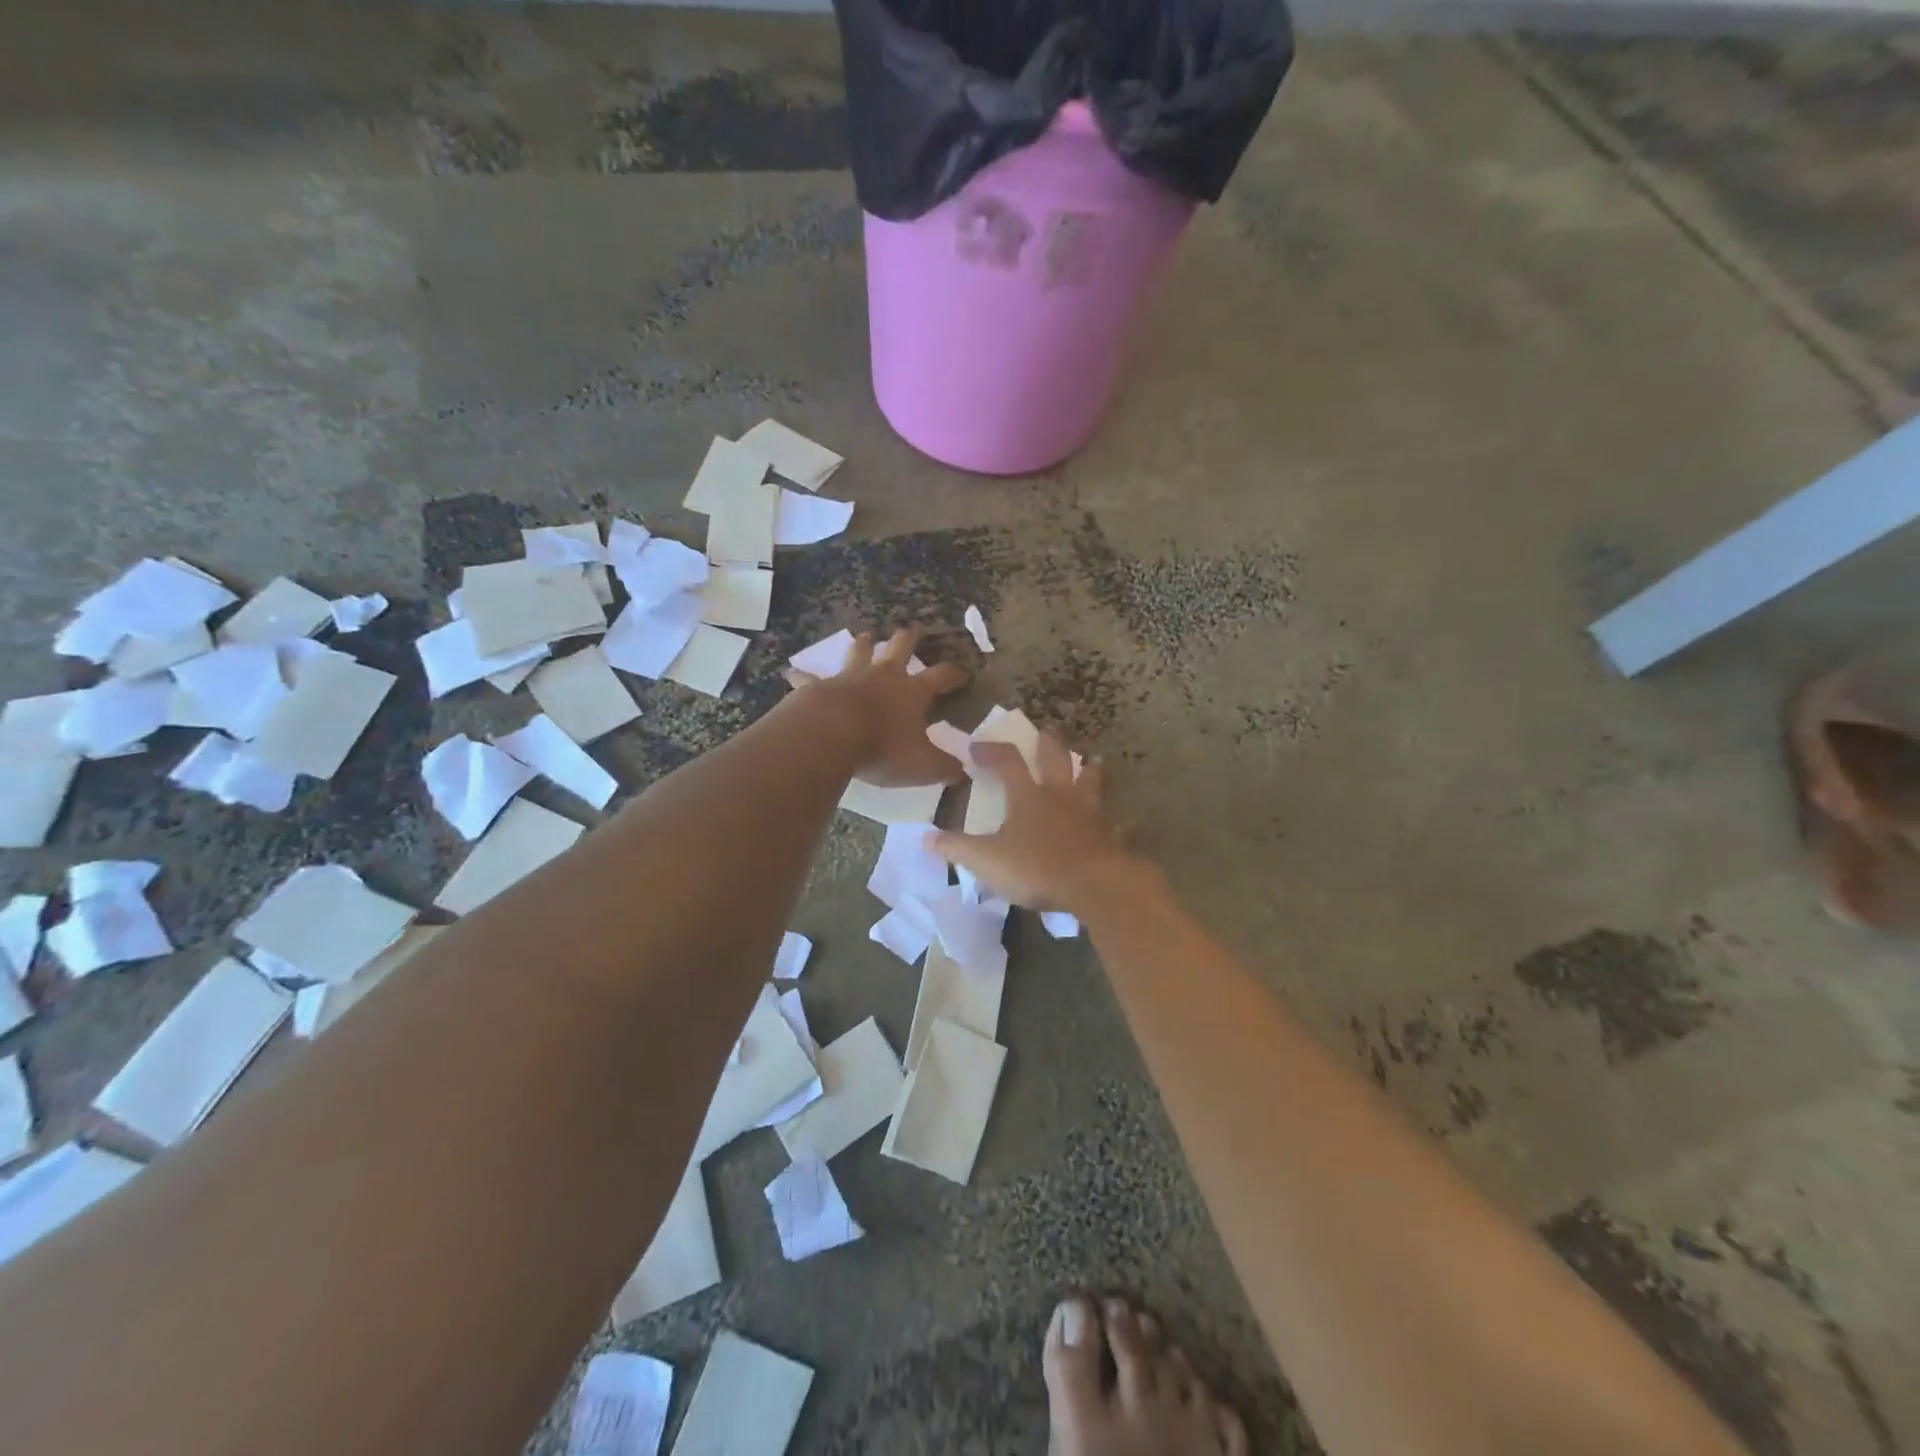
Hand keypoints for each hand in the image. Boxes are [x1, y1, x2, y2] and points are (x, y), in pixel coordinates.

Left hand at [788, 626, 967, 786]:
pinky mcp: (819, 686)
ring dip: (864, 643)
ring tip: (866, 635)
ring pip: (860, 651)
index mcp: (912, 692)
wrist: (832, 735)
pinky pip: (810, 678)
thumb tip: (964, 772)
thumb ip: (945, 768)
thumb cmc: (883, 748)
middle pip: (900, 647)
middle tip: (913, 629)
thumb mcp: (923, 765)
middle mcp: (883, 676)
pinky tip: (792, 673)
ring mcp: (849, 677)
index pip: (940, 676)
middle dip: (909, 638)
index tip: (961, 673)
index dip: (953, 674)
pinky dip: (803, 676)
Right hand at [930, 731, 1147, 914]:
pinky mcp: (1109, 835)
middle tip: (1047, 729)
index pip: (1007, 761)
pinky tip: (1117, 820)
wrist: (1095, 885)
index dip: (990, 751)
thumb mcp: (987, 860)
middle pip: (1055, 759)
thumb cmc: (1037, 867)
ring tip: (1091, 760)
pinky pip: (1111, 821)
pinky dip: (1111, 818)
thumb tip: (926, 837)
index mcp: (1028, 796)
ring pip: (1090, 781)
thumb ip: (957, 848)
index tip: (976, 747)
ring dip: (1088, 769)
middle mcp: (1060, 796)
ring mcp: (1089, 813)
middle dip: (1048, 742)